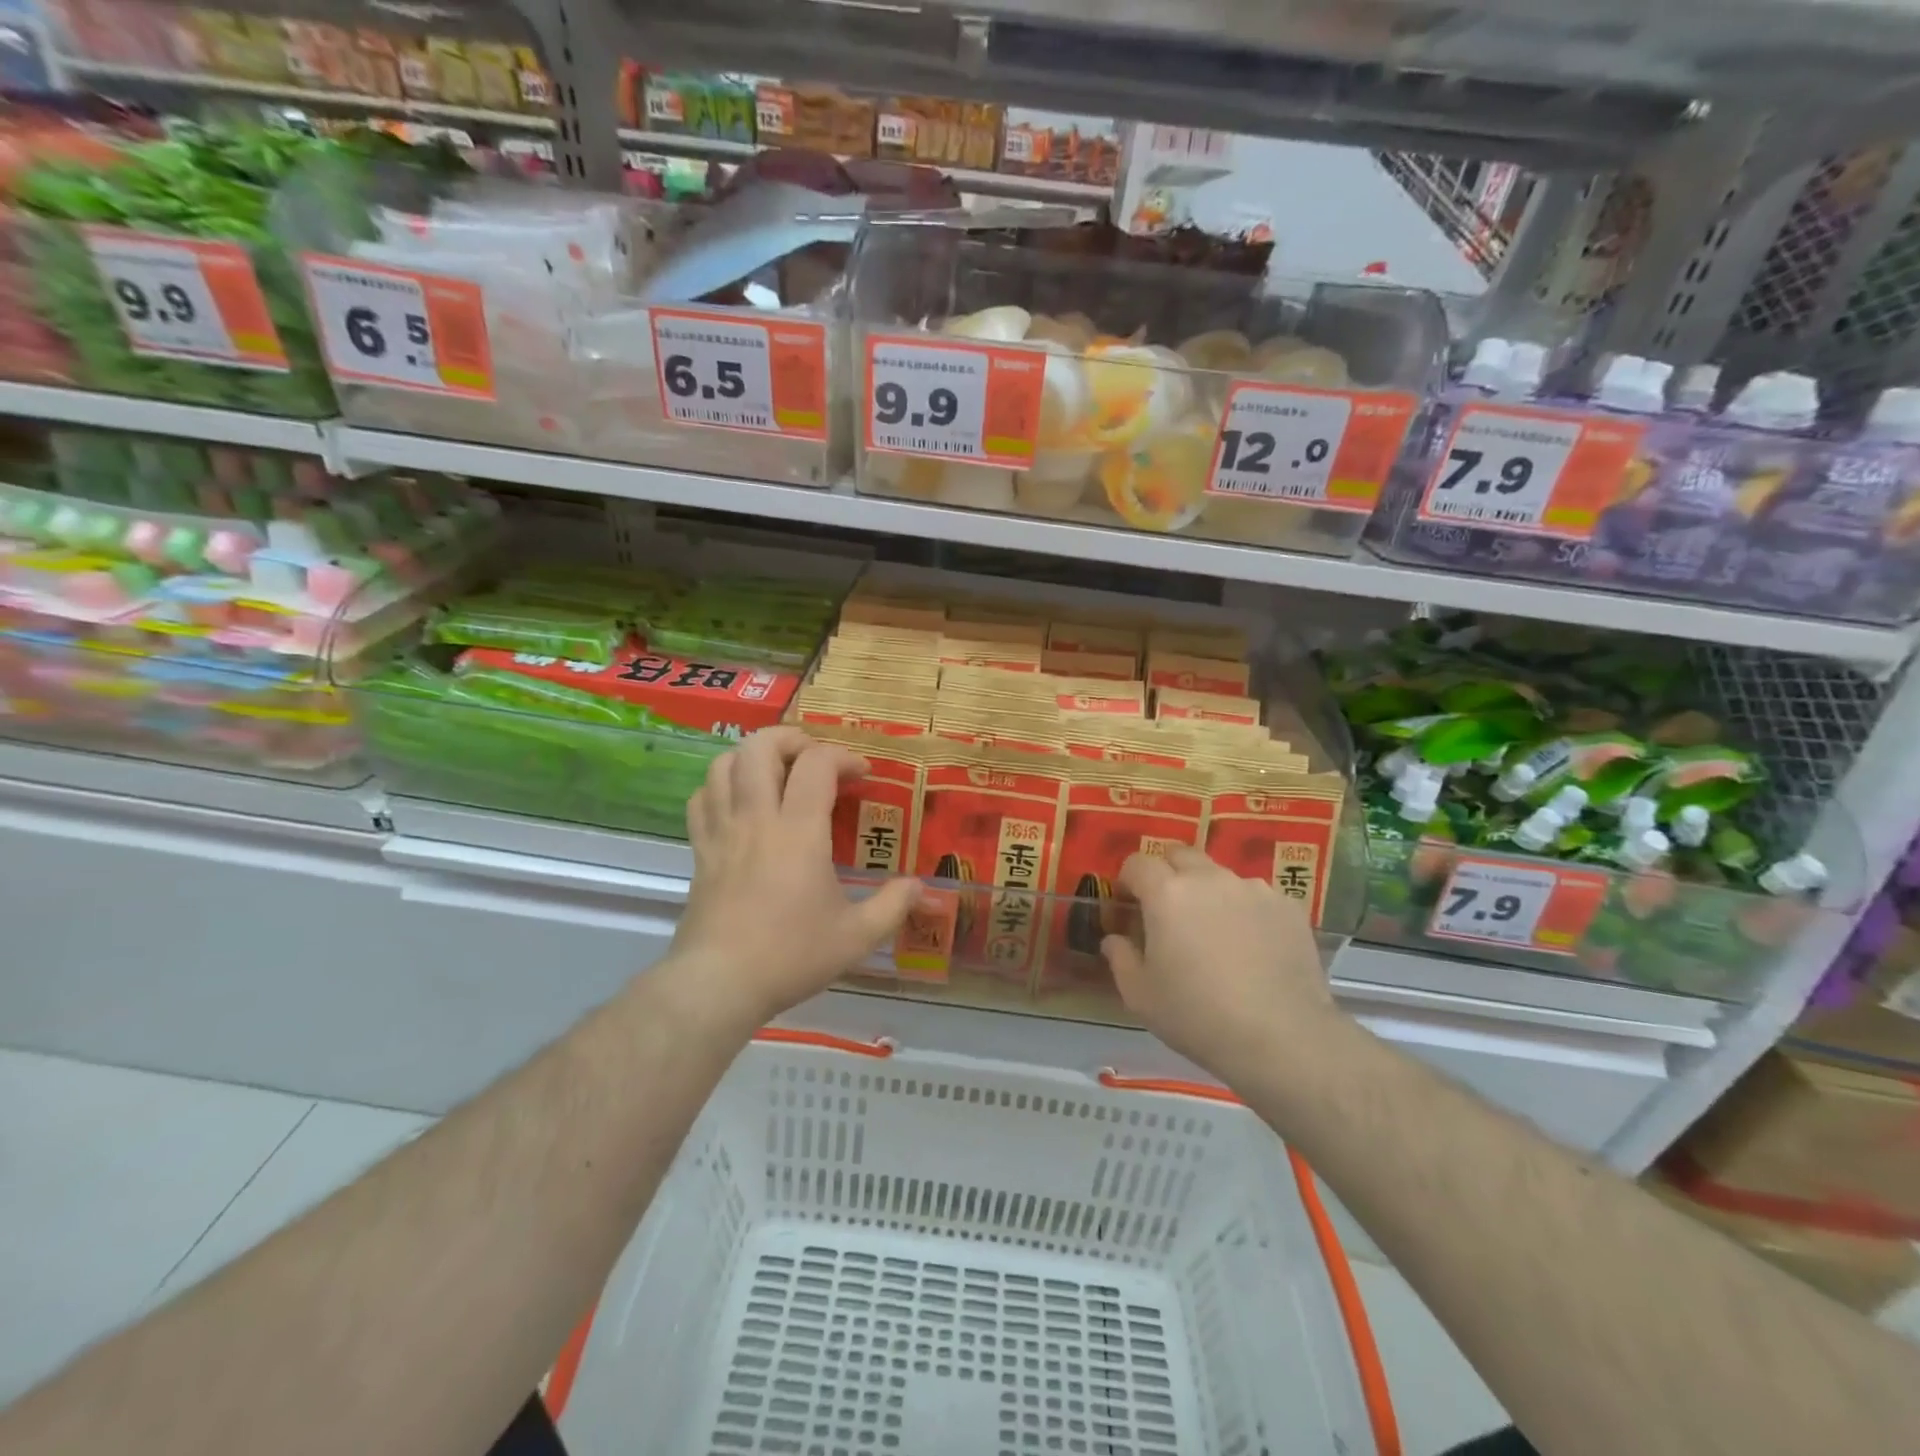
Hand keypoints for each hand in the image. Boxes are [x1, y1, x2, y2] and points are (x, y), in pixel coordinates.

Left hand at [667, 727, 918, 1033]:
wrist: (719, 983)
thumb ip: (893, 906)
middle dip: (792, 739)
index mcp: (799, 831)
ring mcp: (722, 831)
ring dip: (753, 756)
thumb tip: (920, 886)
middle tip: (814, 760)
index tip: (862, 776)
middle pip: (760, 746)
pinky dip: (721, 786)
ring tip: (777, 773)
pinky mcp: (700, 850)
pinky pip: (701, 798)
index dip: (843, 757)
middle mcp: (757, 818)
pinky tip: (739, 802)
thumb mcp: (856, 937)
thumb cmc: (791, 955)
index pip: (816, 763)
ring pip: (724, 764)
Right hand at [1100, 845, 1340, 1081]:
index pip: (1137, 863)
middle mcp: (1209, 878)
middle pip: (1180, 855)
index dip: (1128, 880)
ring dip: (1209, 892)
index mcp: (1167, 893)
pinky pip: (1256, 897)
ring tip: (1215, 933)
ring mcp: (1253, 889)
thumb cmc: (1198, 1016)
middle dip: (1167, 873)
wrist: (1282, 1038)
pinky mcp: (1288, 906)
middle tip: (1168, 911)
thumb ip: (1120, 958)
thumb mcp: (1140, 996)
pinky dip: (1246, 911)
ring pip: (1220, 875)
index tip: (1128, 906)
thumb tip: (1115, 939)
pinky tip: (1253, 948)